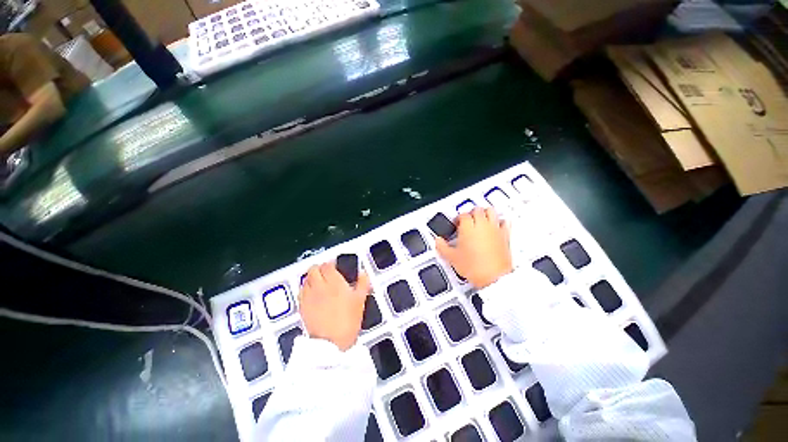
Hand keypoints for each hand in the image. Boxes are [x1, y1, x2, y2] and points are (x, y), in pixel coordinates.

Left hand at [299, 262, 371, 350]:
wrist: (331, 343)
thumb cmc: (348, 320)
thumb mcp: (360, 300)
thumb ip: (362, 283)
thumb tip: (363, 273)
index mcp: (335, 283)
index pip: (327, 266)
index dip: (330, 264)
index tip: (334, 266)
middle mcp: (320, 286)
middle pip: (314, 269)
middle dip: (319, 268)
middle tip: (326, 272)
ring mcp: (309, 296)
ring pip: (306, 279)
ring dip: (312, 277)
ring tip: (318, 281)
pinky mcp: (302, 306)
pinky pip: (301, 291)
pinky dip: (305, 288)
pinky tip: (312, 293)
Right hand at [435, 207, 512, 288]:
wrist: (494, 278)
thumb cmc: (474, 267)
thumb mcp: (452, 258)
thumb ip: (442, 247)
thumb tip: (438, 241)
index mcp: (468, 228)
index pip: (463, 215)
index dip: (458, 218)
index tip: (456, 223)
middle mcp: (481, 225)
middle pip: (477, 209)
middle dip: (471, 212)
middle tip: (468, 219)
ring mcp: (494, 229)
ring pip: (491, 211)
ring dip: (485, 212)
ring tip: (480, 217)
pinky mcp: (505, 235)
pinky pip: (504, 222)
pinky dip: (500, 221)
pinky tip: (496, 224)